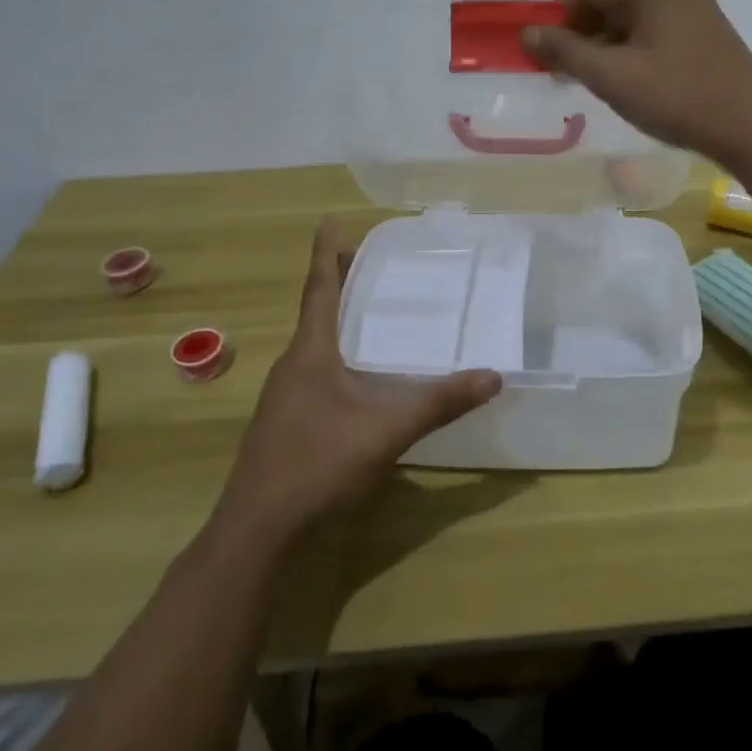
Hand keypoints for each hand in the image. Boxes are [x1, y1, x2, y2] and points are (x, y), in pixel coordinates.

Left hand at [212, 220, 501, 550]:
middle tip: (367, 262)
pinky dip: (334, 357)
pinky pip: (312, 373)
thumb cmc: (318, 464)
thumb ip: (440, 403)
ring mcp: (283, 397)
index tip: (328, 220)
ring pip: (312, 345)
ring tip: (366, 313)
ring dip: (336, 322)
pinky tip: (355, 379)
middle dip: (338, 283)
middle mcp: (292, 366)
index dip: (327, 253)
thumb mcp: (387, 431)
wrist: (257, 531)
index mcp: (310, 354)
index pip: (319, 289)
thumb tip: (494, 376)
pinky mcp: (283, 423)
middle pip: (315, 312)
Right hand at [523, 0, 751, 163]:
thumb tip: (527, 34)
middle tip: (556, 73)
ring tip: (583, 84)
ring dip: (600, 49)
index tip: (535, 52)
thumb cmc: (678, 97)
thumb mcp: (612, 76)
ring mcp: (693, 11)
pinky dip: (626, 55)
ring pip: (629, 23)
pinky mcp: (702, 37)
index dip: (554, 18)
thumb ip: (565, 52)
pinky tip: (620, 84)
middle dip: (577, 36)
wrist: (751, 130)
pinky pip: (650, 36)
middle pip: (608, 3)